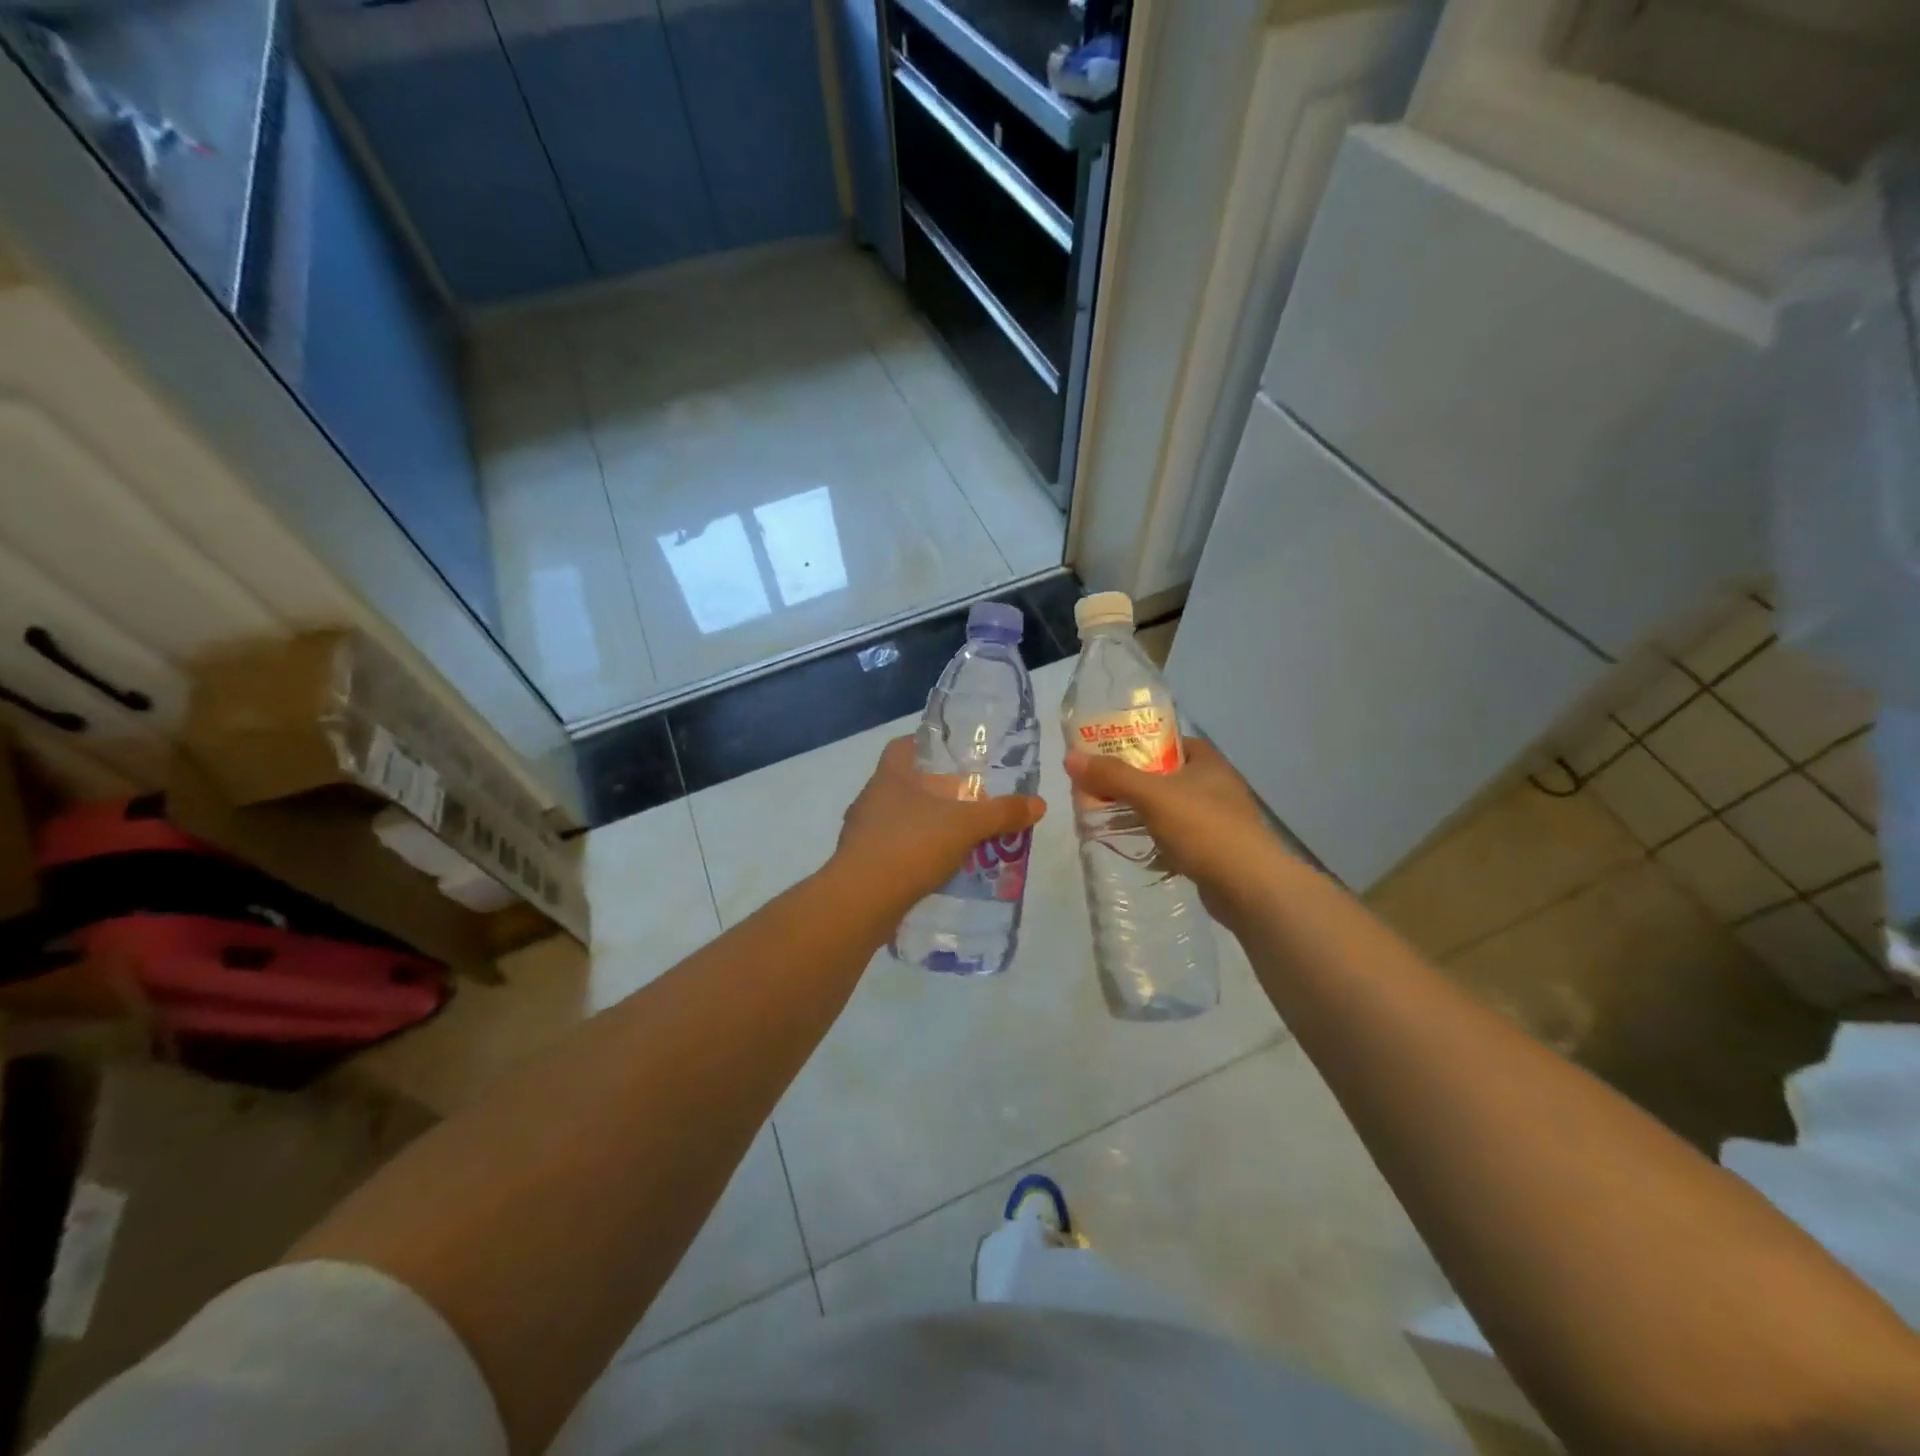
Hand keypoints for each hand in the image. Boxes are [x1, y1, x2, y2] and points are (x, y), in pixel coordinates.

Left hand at [832, 737, 1046, 914]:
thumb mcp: (965, 826)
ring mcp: (861, 831)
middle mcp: (871, 797)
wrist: (861, 900)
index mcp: (890, 775)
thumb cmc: (910, 845)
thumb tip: (1039, 804)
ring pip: (898, 818)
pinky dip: (912, 854)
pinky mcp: (859, 863)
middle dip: (934, 791)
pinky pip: (891, 849)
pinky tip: (935, 869)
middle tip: (967, 802)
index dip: (926, 746)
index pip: (903, 746)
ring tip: (957, 838)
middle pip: (904, 783)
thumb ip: (1002, 813)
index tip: (953, 757)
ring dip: (924, 825)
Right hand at [1063, 737, 1285, 917]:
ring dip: (1145, 814)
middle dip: (1136, 784)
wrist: (1249, 887)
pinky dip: (1159, 842)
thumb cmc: (1204, 828)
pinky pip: (1180, 839)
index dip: (1142, 744)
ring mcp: (1220, 821)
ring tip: (1111, 820)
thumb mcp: (1152, 796)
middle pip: (1168, 777)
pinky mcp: (1216, 852)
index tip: (1110, 755)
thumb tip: (1070, 758)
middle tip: (1101, 790)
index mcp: (1209, 763)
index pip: (1171, 742)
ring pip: (1173, 810)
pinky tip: (1138, 850)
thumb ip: (1112, 776)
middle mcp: (1218, 787)